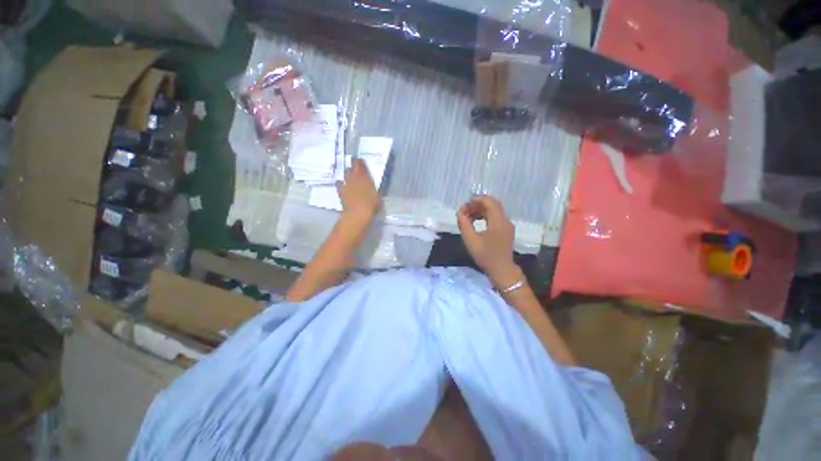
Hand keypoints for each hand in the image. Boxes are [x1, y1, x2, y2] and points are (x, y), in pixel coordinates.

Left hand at [337, 158, 381, 221]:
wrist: (358, 213)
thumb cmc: (371, 204)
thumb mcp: (378, 196)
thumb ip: (375, 190)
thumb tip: (374, 189)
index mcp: (365, 177)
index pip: (361, 165)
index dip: (360, 162)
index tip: (360, 160)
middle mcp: (354, 178)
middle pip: (352, 167)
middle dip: (353, 166)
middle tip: (354, 166)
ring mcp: (346, 184)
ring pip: (345, 174)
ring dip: (347, 174)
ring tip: (349, 176)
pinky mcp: (341, 191)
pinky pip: (339, 184)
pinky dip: (341, 184)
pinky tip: (342, 185)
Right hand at [457, 195, 522, 288]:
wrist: (502, 270)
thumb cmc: (486, 256)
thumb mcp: (471, 240)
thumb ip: (464, 224)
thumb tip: (460, 212)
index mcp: (498, 221)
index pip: (489, 202)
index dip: (476, 200)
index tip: (464, 205)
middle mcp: (505, 220)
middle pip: (492, 204)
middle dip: (477, 204)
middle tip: (465, 210)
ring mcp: (507, 225)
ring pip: (494, 210)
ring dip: (480, 210)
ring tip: (468, 216)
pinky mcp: (506, 230)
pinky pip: (495, 217)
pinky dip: (485, 216)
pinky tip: (475, 221)